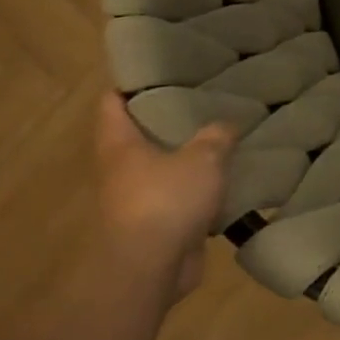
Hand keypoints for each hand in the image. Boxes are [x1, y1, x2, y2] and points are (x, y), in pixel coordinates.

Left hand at [95, 94, 234, 302]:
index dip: (132, 83)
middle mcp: (121, 169)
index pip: (112, 102)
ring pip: (162, 167)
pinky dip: (199, 189)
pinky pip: (180, 197)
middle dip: (168, 119)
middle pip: (139, 134)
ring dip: (186, 156)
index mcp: (120, 145)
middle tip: (203, 101)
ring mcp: (137, 199)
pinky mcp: (158, 225)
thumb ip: (217, 136)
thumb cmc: (166, 201)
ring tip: (221, 137)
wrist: (150, 269)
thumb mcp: (202, 158)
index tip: (161, 70)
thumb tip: (226, 125)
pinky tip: (226, 179)